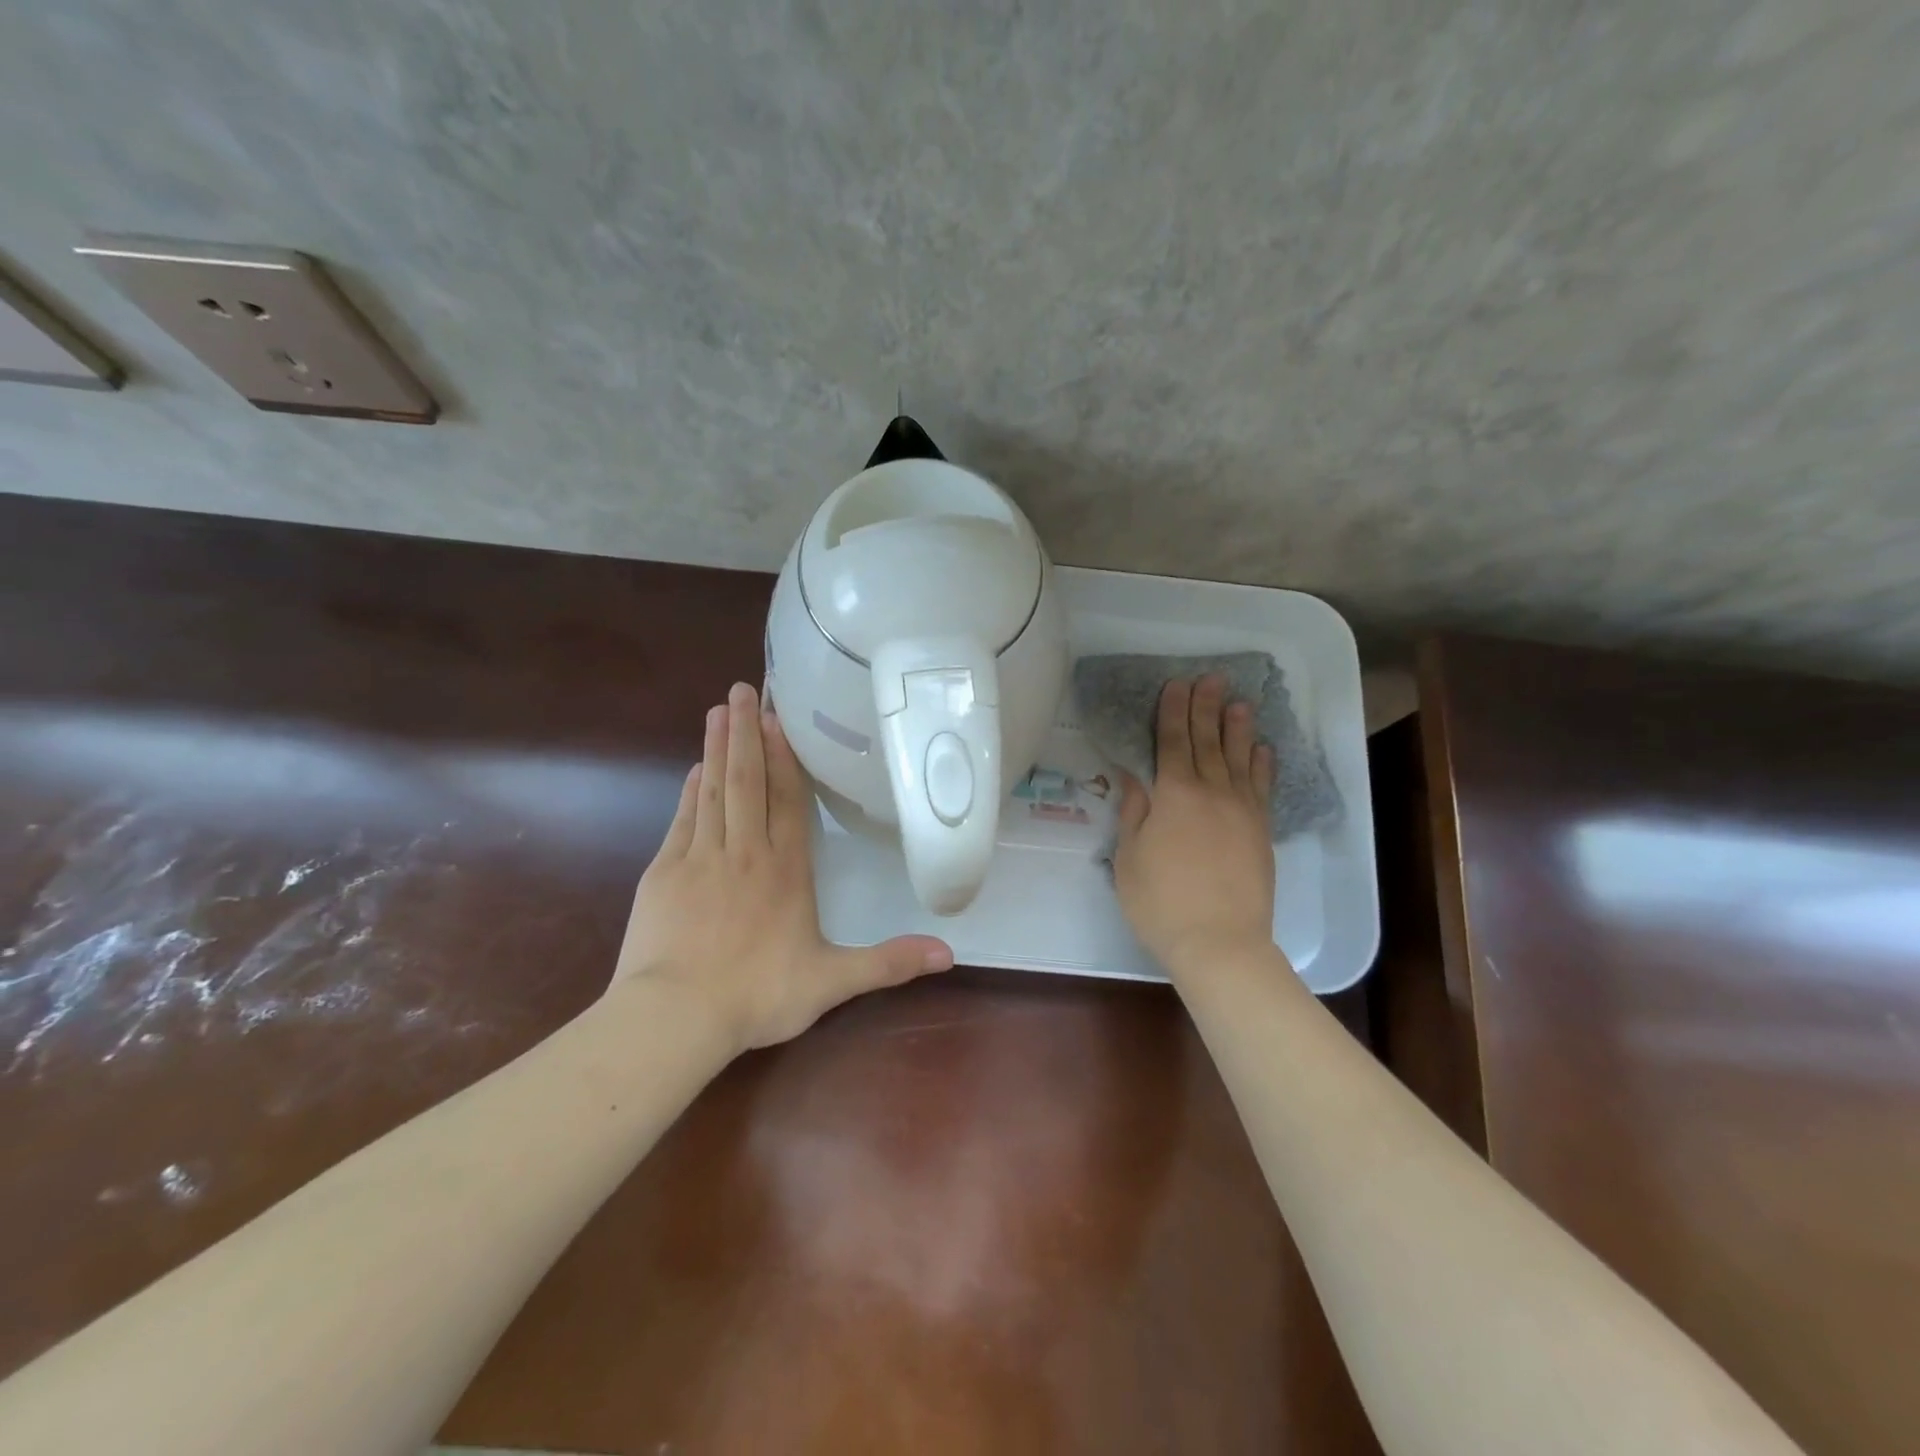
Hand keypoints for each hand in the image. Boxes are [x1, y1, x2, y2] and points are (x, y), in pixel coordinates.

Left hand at [613, 682, 953, 1050]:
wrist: (675, 1016)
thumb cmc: (758, 995)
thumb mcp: (833, 982)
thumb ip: (889, 963)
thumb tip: (950, 953)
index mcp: (785, 870)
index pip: (789, 800)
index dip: (785, 757)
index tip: (777, 717)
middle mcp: (745, 852)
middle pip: (747, 781)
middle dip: (746, 733)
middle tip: (742, 689)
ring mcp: (700, 858)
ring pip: (713, 791)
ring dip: (717, 749)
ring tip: (717, 710)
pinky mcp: (664, 872)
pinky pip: (683, 819)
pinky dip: (690, 791)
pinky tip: (693, 771)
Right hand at [1113, 676, 1277, 975]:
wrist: (1219, 942)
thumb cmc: (1160, 902)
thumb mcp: (1129, 858)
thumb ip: (1134, 813)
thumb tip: (1134, 776)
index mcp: (1173, 795)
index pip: (1171, 743)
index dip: (1172, 712)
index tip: (1175, 685)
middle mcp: (1211, 792)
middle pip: (1207, 742)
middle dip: (1205, 708)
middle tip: (1210, 679)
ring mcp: (1241, 810)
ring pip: (1239, 758)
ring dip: (1238, 728)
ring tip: (1240, 702)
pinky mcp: (1260, 831)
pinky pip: (1262, 788)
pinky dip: (1262, 765)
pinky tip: (1263, 748)